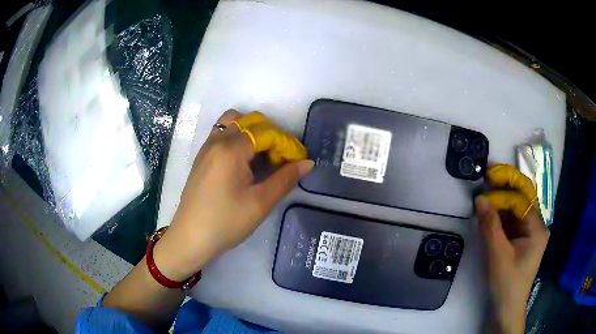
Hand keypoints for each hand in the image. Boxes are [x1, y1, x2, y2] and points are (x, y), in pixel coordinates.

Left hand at [154, 110, 313, 280]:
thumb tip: (308, 163)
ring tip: (261, 156)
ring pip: (232, 123)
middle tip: (280, 159)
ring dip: (251, 132)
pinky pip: (221, 135)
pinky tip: (243, 162)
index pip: (266, 132)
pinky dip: (237, 138)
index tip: (298, 161)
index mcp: (231, 149)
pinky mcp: (201, 158)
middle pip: (249, 121)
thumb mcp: (260, 203)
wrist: (191, 238)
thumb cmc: (226, 222)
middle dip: (270, 134)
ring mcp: (206, 148)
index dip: (286, 143)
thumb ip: (285, 179)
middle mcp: (217, 141)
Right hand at [475, 165, 548, 333]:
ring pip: (517, 209)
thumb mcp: (497, 255)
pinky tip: (490, 212)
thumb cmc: (507, 284)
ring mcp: (530, 233)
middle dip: (506, 185)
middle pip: (523, 198)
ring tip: (485, 193)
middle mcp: (537, 226)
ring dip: (502, 200)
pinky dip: (501, 215)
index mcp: (537, 228)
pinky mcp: (522, 240)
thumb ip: (490, 226)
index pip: (523, 199)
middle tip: (488, 176)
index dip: (505, 189)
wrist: (507, 309)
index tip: (486, 182)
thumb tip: (480, 198)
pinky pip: (512, 221)